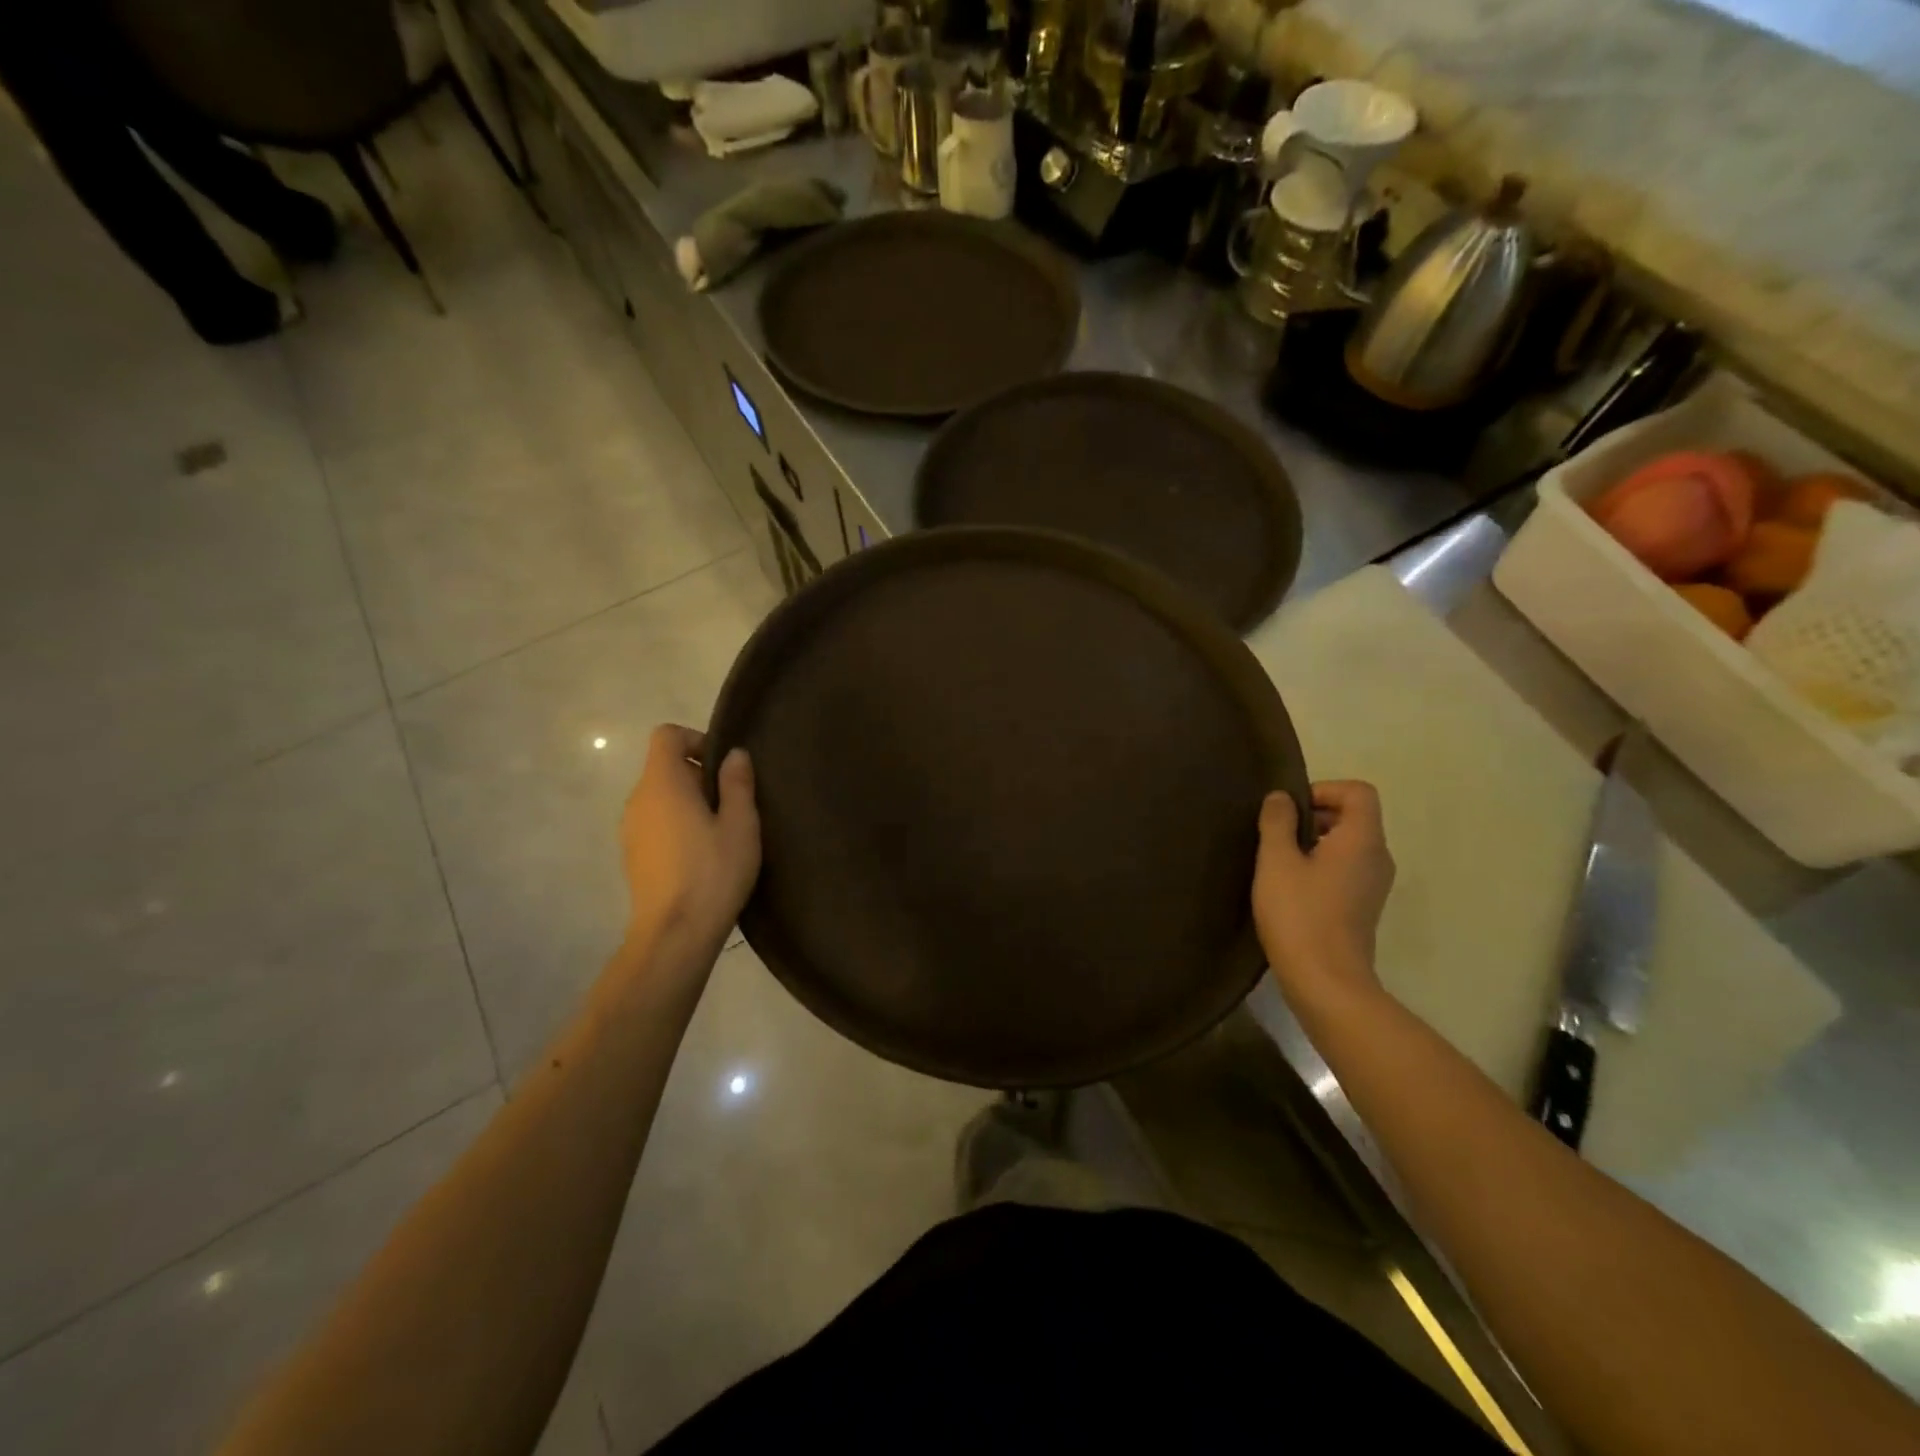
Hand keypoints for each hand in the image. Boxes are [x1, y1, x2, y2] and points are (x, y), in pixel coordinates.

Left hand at [619, 725, 759, 954]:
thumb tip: (733, 754)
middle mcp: (638, 799)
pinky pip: (656, 822)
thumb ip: (737, 783)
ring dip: (690, 803)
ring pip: (662, 797)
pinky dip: (678, 825)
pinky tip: (702, 856)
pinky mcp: (633, 855)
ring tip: (722, 833)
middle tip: (733, 805)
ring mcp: (630, 829)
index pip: (666, 735)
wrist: (675, 934)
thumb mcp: (741, 825)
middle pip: (665, 767)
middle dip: (700, 775)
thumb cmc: (713, 872)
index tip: (723, 767)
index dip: (696, 739)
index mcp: (663, 783)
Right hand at [1252, 781, 1394, 1006]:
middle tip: (1276, 833)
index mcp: (1363, 840)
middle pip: (1354, 816)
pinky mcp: (1364, 906)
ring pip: (1348, 844)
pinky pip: (1346, 868)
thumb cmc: (1299, 914)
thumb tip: (1281, 797)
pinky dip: (1321, 864)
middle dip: (1315, 815)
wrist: (1326, 982)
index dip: (1324, 789)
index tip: (1289, 809)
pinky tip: (1290, 886)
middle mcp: (1378, 857)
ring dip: (1314, 841)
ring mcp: (1374, 885)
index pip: (1359, 792)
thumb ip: (1278, 822)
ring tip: (1277, 860)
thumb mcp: (1276, 861)